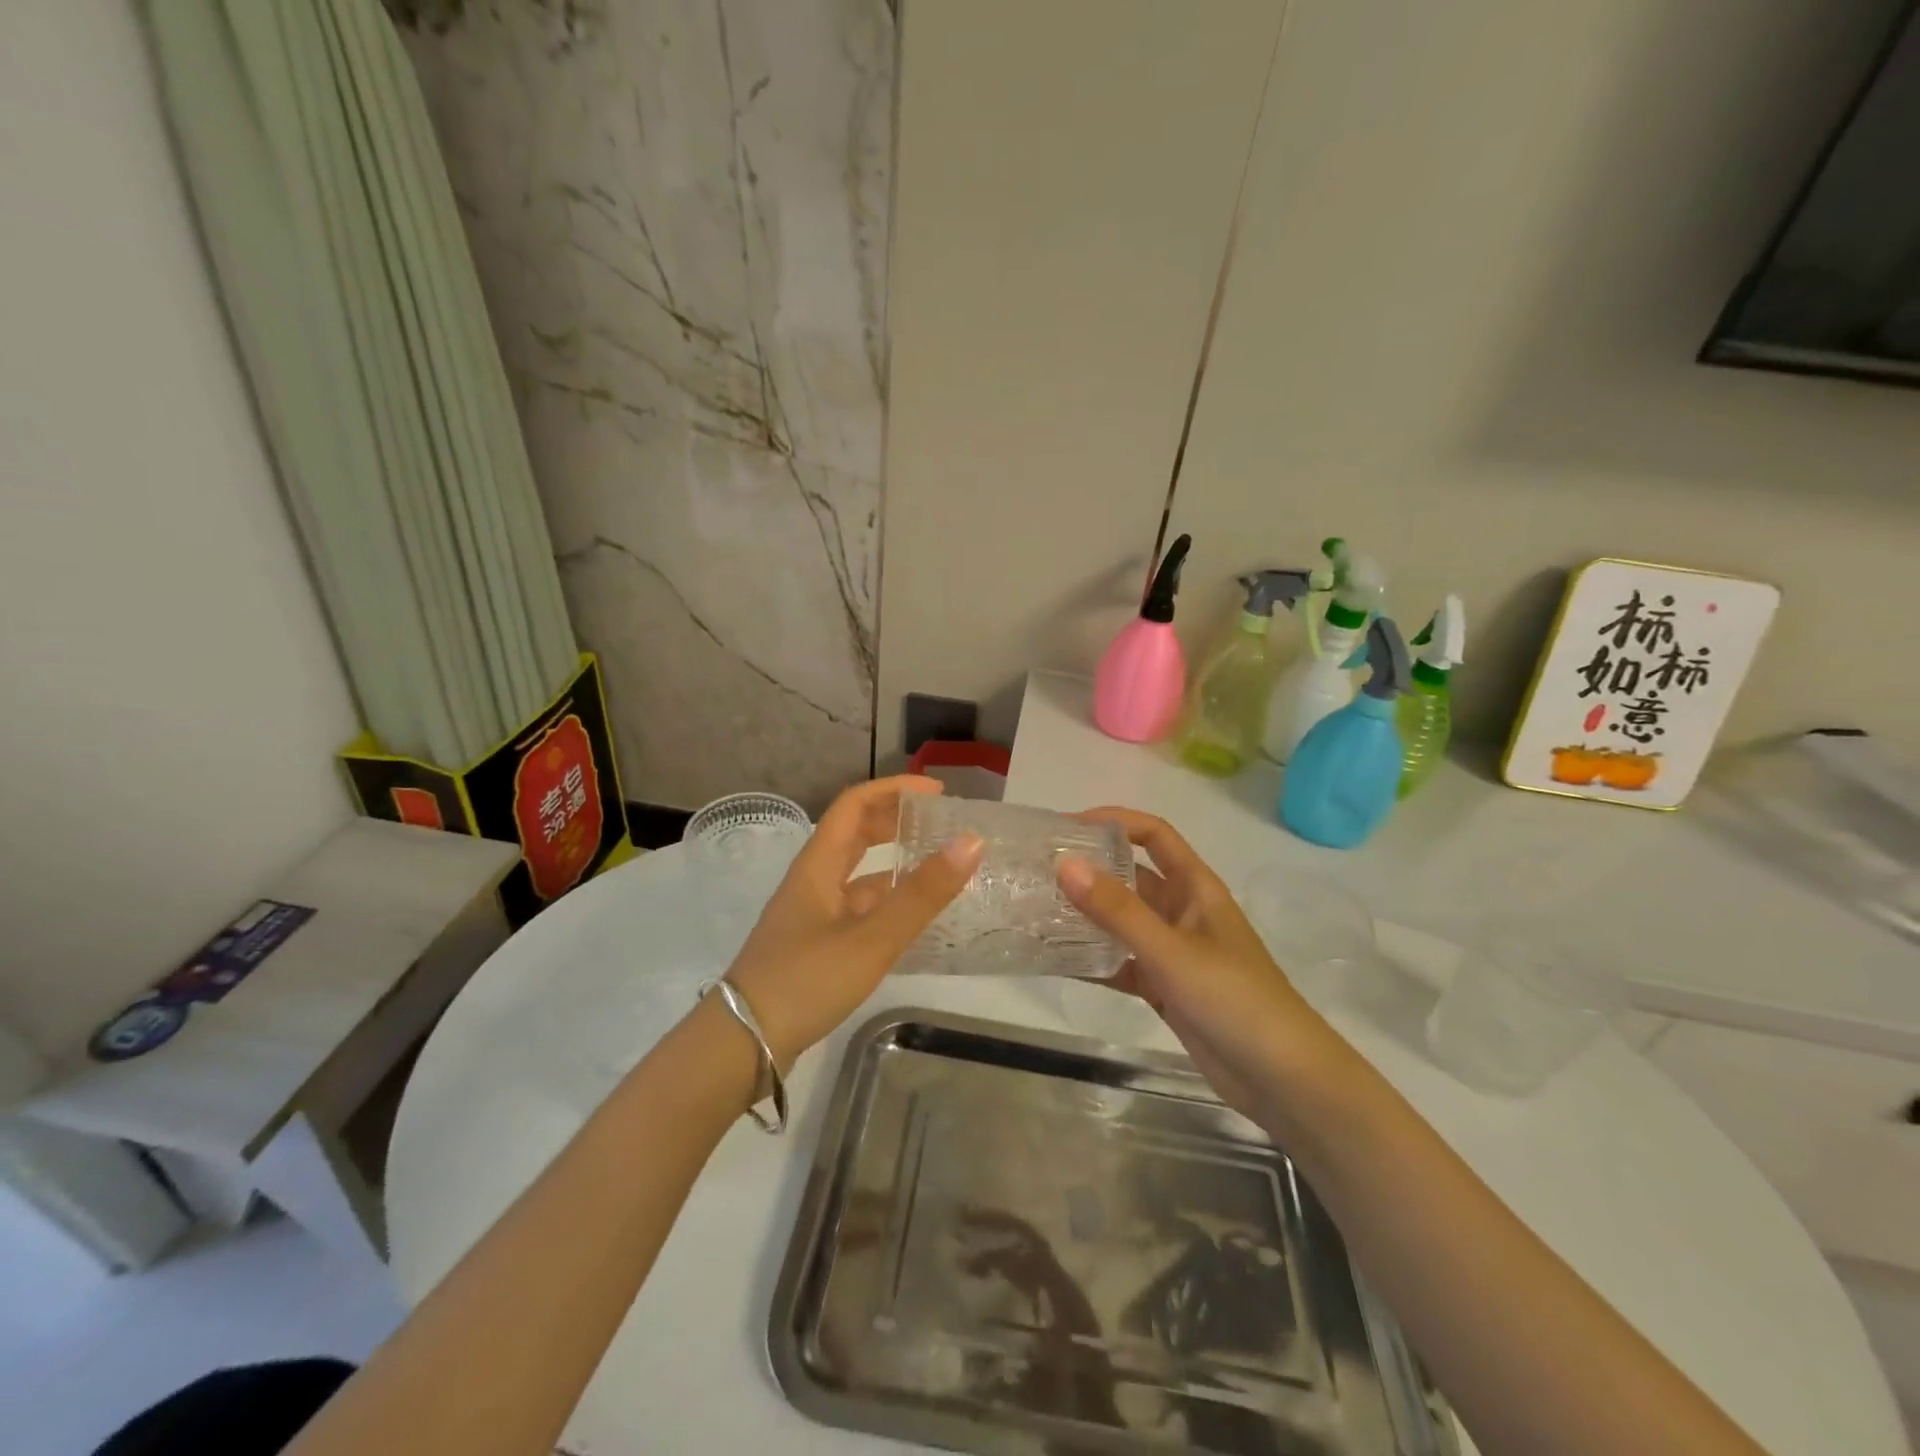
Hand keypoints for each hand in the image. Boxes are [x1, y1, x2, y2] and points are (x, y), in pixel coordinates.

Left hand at [724, 776, 982, 1069]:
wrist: (743, 1045)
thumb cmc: (805, 981)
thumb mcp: (871, 938)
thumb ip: (921, 894)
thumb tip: (971, 841)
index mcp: (817, 866)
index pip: (853, 805)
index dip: (893, 790)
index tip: (936, 793)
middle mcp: (812, 882)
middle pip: (853, 834)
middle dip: (894, 821)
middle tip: (939, 825)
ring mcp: (811, 916)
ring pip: (855, 874)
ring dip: (891, 862)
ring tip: (934, 867)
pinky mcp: (815, 947)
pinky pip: (856, 909)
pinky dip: (884, 903)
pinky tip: (909, 919)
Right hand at [1056, 808, 1325, 1122]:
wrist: (1283, 1081)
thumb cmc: (1235, 1000)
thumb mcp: (1172, 951)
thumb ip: (1118, 910)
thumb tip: (1065, 864)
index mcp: (1195, 888)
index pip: (1153, 835)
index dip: (1114, 822)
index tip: (1066, 828)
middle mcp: (1182, 911)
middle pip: (1130, 877)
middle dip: (1089, 870)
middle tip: (1037, 871)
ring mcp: (1173, 951)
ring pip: (1122, 922)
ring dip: (1086, 916)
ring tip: (1036, 911)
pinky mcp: (1165, 988)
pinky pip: (1122, 962)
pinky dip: (1094, 960)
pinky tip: (1056, 961)